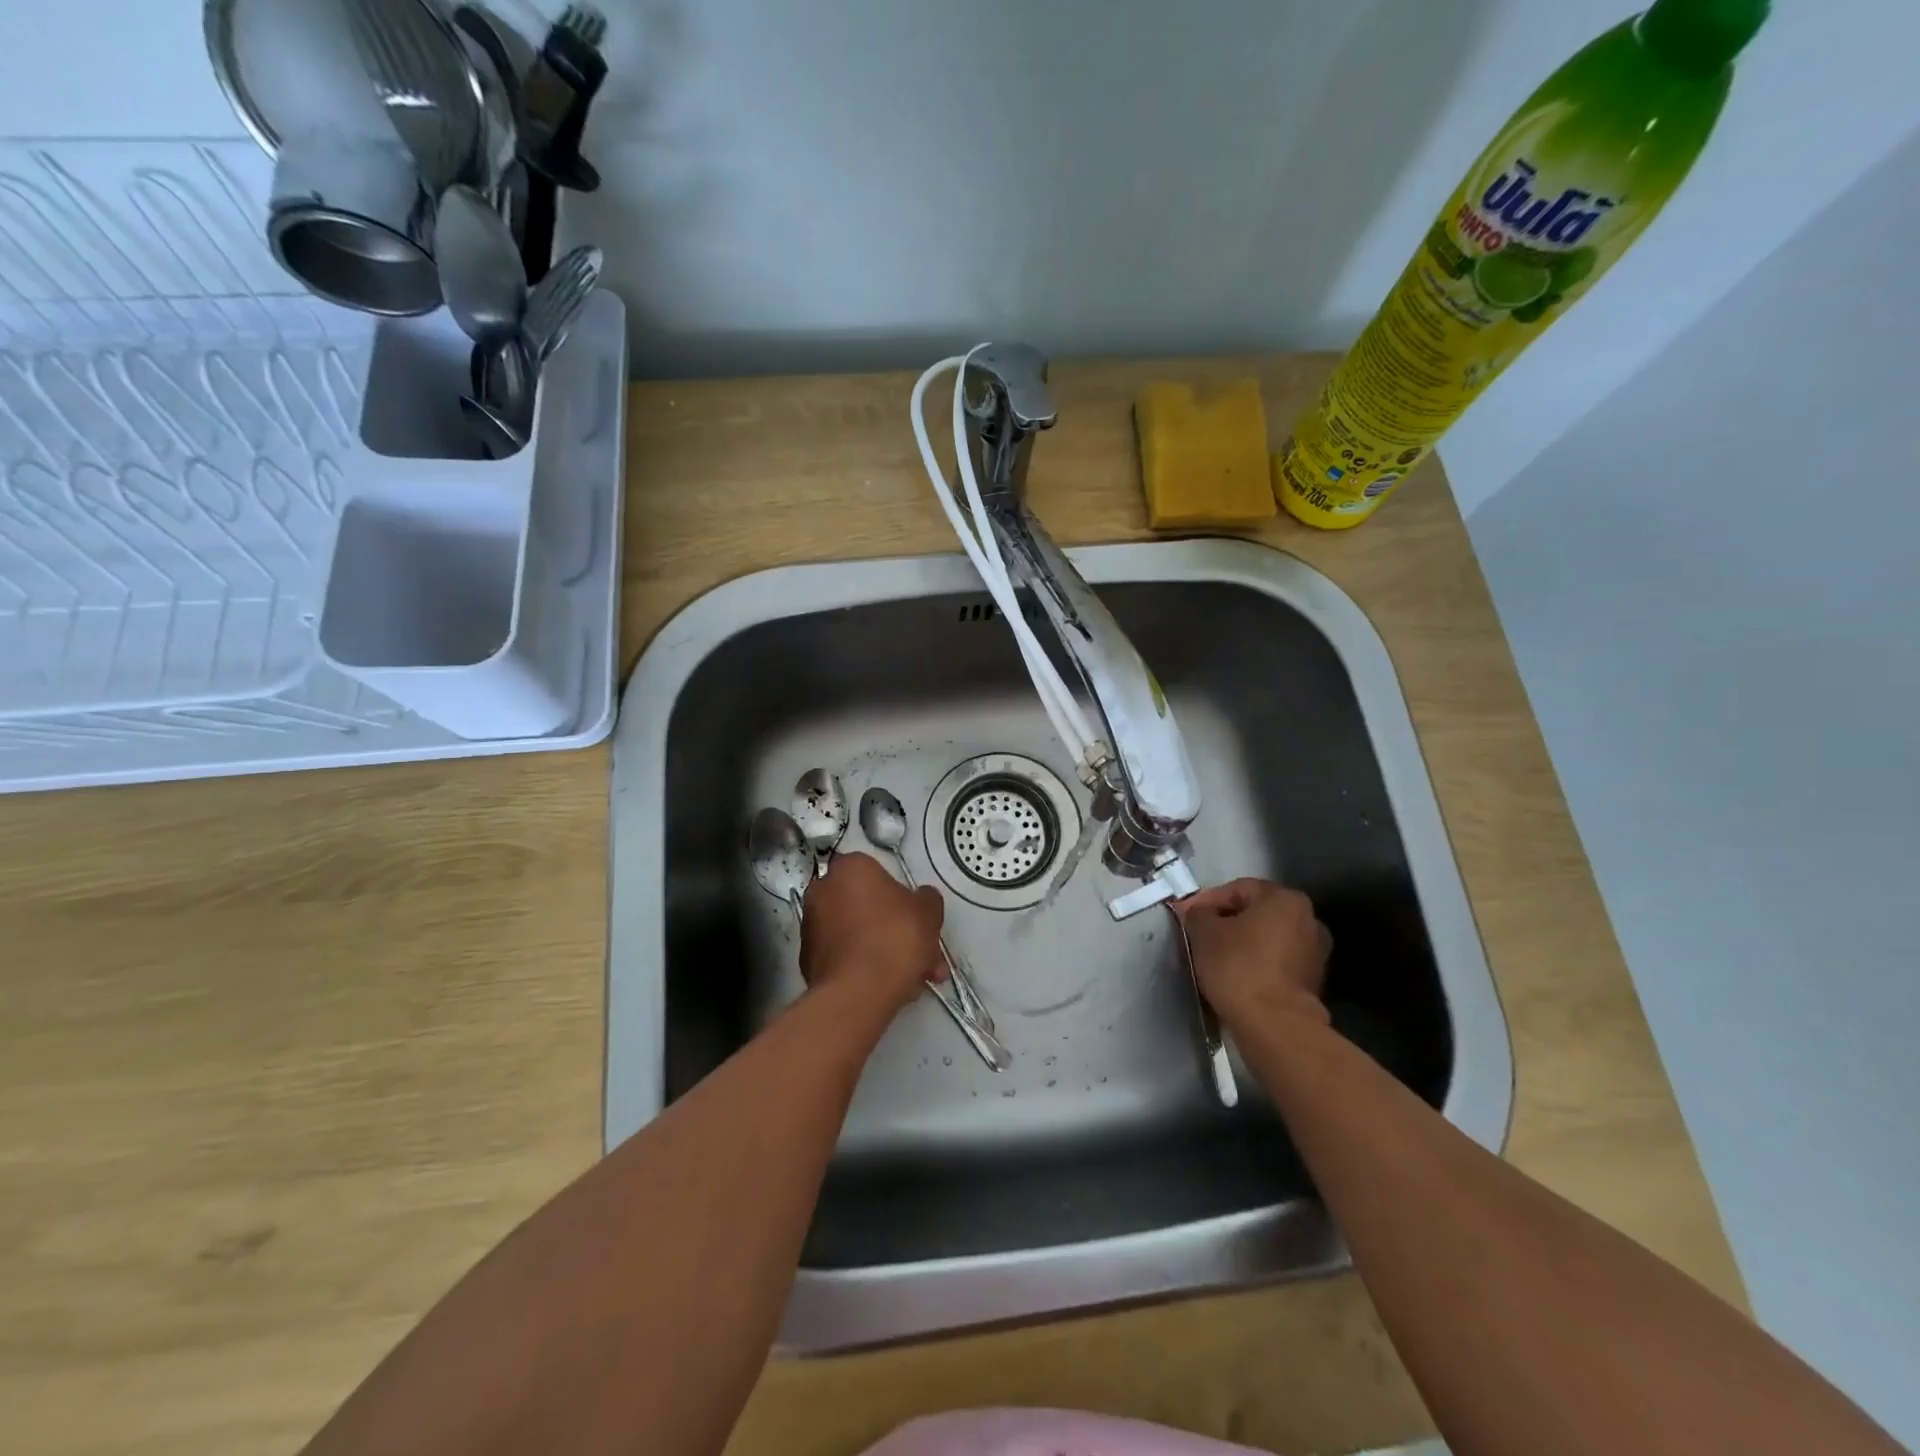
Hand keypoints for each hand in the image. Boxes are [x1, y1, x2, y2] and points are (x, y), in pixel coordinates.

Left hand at [801, 852, 945, 1014]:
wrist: (858, 993)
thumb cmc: (895, 937)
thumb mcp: (928, 911)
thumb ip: (926, 899)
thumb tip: (920, 898)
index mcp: (850, 867)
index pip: (878, 873)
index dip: (901, 897)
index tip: (917, 919)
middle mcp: (823, 890)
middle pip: (868, 907)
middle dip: (897, 931)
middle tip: (922, 955)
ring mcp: (812, 926)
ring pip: (858, 935)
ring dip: (885, 952)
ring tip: (913, 980)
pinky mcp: (808, 960)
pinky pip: (845, 956)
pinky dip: (864, 967)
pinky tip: (889, 989)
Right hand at [1176, 878, 1331, 1033]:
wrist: (1274, 1025)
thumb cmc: (1238, 966)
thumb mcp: (1204, 932)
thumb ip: (1197, 914)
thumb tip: (1197, 913)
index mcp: (1284, 899)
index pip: (1237, 889)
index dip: (1207, 900)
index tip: (1187, 916)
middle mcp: (1308, 919)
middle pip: (1256, 912)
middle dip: (1227, 921)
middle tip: (1200, 935)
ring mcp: (1315, 951)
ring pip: (1268, 937)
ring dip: (1243, 943)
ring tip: (1216, 957)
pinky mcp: (1313, 981)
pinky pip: (1277, 961)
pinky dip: (1257, 963)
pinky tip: (1236, 975)